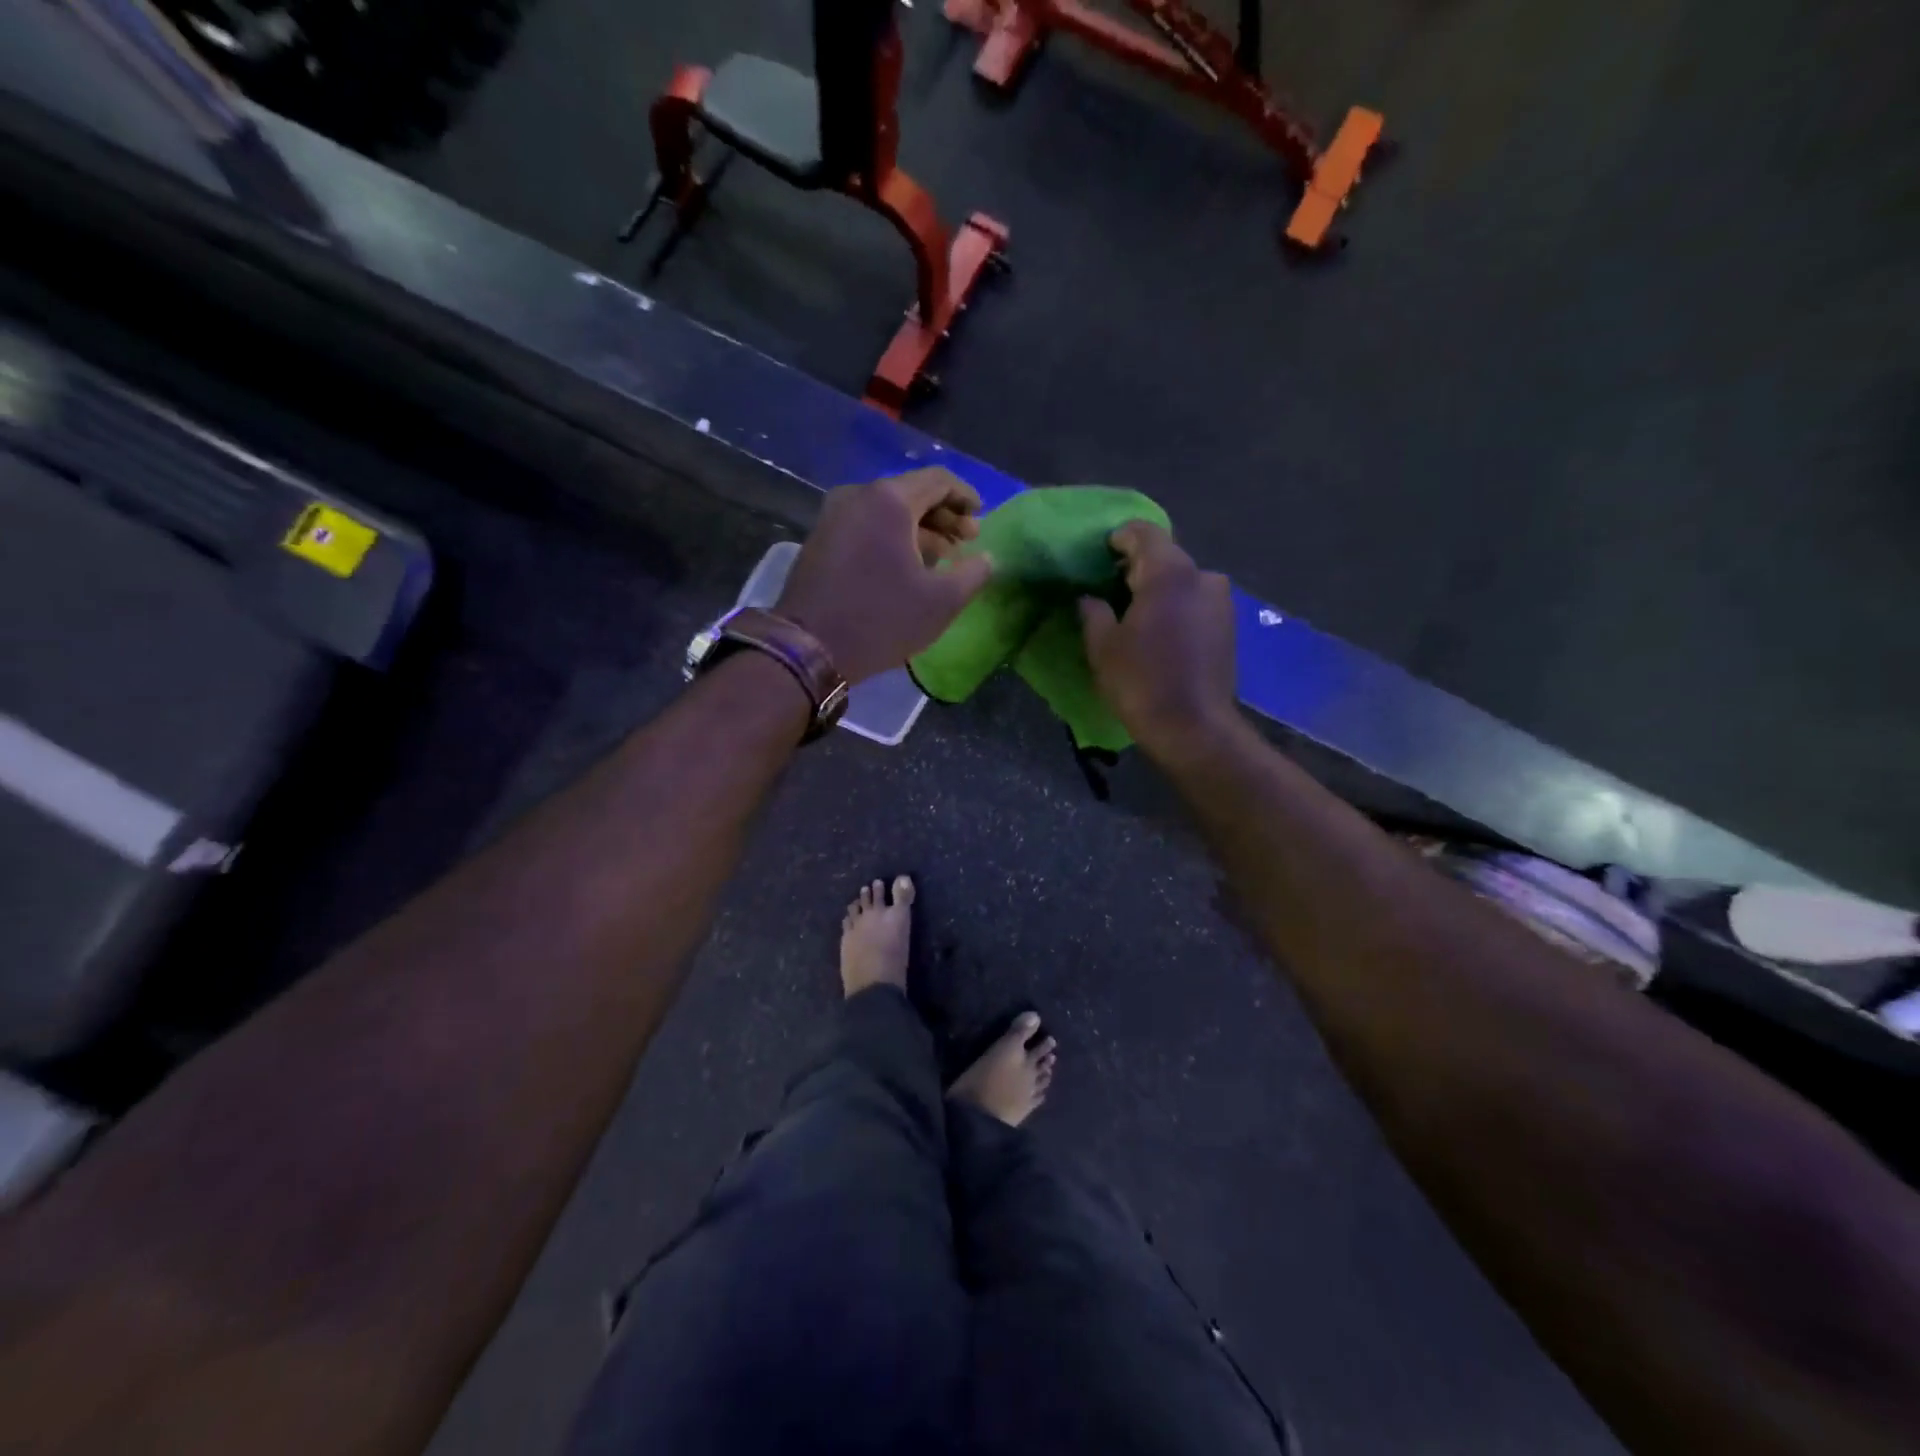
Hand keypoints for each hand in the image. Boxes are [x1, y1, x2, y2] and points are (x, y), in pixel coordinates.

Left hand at [778, 468, 994, 683]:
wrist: (810, 648)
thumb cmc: (882, 620)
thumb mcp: (941, 602)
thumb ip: (974, 573)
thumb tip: (987, 559)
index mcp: (890, 500)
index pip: (938, 480)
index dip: (966, 497)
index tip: (981, 520)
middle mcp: (858, 496)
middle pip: (911, 493)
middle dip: (944, 516)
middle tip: (966, 543)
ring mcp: (833, 516)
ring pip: (887, 511)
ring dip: (919, 529)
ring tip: (942, 558)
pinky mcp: (820, 539)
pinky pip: (866, 526)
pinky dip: (892, 537)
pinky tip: (907, 566)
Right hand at [1079, 521, 1237, 758]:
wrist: (1193, 728)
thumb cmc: (1141, 682)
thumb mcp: (1102, 647)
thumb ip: (1093, 612)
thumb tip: (1090, 598)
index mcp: (1169, 572)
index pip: (1142, 532)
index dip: (1117, 539)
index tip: (1098, 557)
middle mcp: (1203, 576)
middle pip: (1165, 555)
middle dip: (1136, 567)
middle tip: (1108, 589)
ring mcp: (1221, 601)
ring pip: (1182, 580)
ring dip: (1158, 588)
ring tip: (1133, 614)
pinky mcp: (1229, 626)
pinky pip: (1195, 601)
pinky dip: (1175, 606)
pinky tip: (1158, 632)